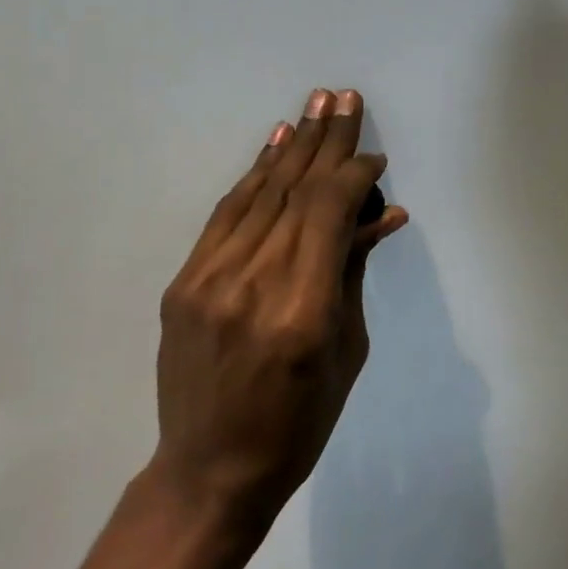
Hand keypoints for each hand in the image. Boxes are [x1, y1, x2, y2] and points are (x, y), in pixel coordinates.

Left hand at [150, 88, 407, 523]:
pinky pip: (227, 212)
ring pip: (261, 192)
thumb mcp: (346, 351)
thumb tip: (381, 214)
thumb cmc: (298, 424)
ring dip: (294, 144)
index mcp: (302, 310)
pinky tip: (276, 141)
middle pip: (297, 190)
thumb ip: (354, 271)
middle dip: (327, 139)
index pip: (330, 212)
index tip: (374, 156)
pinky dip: (255, 173)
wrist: (209, 472)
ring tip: (317, 102)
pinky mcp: (186, 280)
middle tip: (346, 97)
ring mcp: (211, 278)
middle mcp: (254, 282)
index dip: (354, 174)